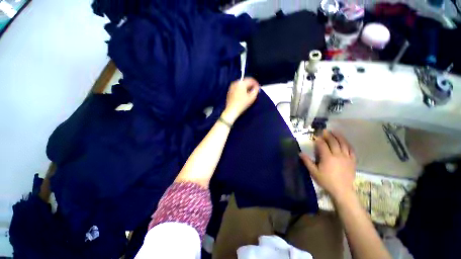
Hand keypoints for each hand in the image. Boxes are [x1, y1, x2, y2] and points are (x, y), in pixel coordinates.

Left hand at [222, 78, 259, 123]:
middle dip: (250, 85)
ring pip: (241, 85)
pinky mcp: (229, 91)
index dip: (256, 83)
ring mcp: (231, 87)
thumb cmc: (242, 104)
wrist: (231, 110)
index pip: (250, 80)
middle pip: (245, 82)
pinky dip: (241, 90)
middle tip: (254, 91)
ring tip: (249, 93)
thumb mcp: (252, 97)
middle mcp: (235, 83)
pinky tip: (243, 96)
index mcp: (241, 83)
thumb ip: (256, 90)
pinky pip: (237, 88)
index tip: (258, 88)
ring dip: (246, 88)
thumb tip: (256, 87)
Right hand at [300, 130, 356, 201]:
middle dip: (328, 135)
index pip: (322, 145)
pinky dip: (348, 144)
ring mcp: (346, 157)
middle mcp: (338, 155)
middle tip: (325, 130)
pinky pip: (351, 150)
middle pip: (333, 142)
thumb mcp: (314, 172)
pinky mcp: (352, 161)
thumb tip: (300, 153)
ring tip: (335, 132)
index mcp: (327, 157)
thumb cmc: (326, 181)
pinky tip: (345, 142)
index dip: (319, 140)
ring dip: (339, 137)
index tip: (316, 136)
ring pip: (343, 144)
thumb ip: (307, 162)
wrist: (342, 190)